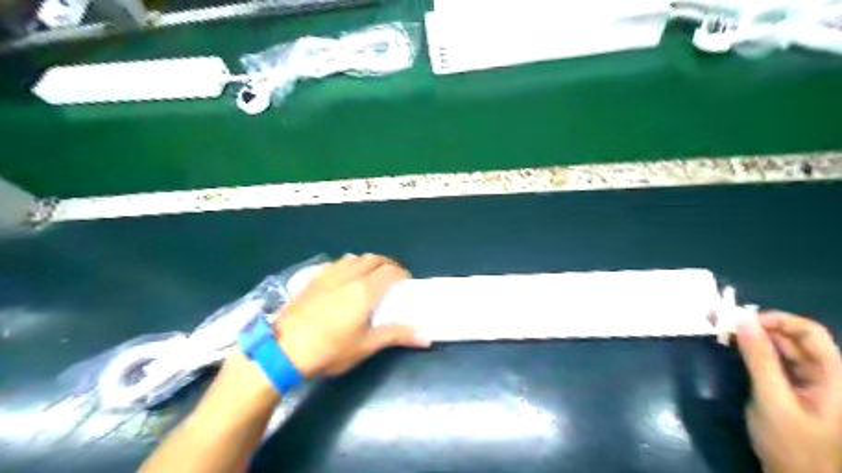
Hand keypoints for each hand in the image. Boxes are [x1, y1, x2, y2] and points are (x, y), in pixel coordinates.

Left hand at [277, 252, 429, 378]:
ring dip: (367, 262)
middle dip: (387, 264)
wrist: (281, 350)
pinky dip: (348, 265)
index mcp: (364, 290)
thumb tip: (427, 336)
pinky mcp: (313, 279)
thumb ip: (396, 335)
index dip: (402, 273)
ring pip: (354, 258)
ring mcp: (328, 275)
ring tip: (370, 276)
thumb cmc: (329, 350)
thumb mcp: (365, 346)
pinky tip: (344, 279)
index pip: (390, 271)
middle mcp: (348, 276)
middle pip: (373, 259)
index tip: (406, 283)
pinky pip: (336, 263)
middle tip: (392, 278)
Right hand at [734, 311, 841, 471]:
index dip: (778, 320)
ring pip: (780, 348)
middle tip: (720, 319)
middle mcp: (823, 375)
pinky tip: (732, 346)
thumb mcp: (773, 400)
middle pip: (793, 338)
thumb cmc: (792, 444)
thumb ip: (760, 359)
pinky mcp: (790, 389)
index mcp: (834, 377)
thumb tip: (743, 321)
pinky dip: (751, 351)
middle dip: (757, 325)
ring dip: (751, 336)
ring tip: (720, 328)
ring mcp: (807, 382)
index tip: (742, 320)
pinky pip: (772, 361)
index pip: (810, 333)